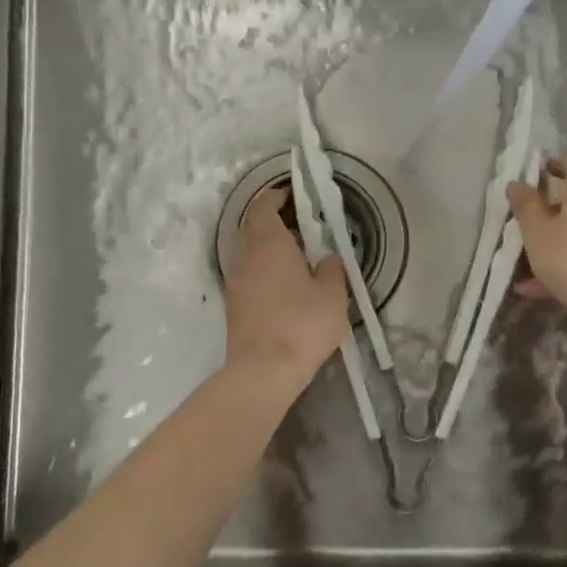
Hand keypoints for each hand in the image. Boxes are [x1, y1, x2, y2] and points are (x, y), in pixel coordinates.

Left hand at [222, 187, 348, 389]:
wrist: (263, 370)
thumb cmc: (303, 325)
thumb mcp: (333, 295)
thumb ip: (333, 269)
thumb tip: (328, 258)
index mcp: (269, 244)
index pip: (264, 207)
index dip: (276, 197)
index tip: (292, 195)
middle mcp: (245, 256)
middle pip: (251, 226)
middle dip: (271, 220)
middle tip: (298, 226)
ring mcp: (235, 281)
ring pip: (246, 251)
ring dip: (265, 247)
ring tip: (293, 257)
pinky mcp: (233, 305)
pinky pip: (246, 274)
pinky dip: (261, 269)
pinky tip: (282, 284)